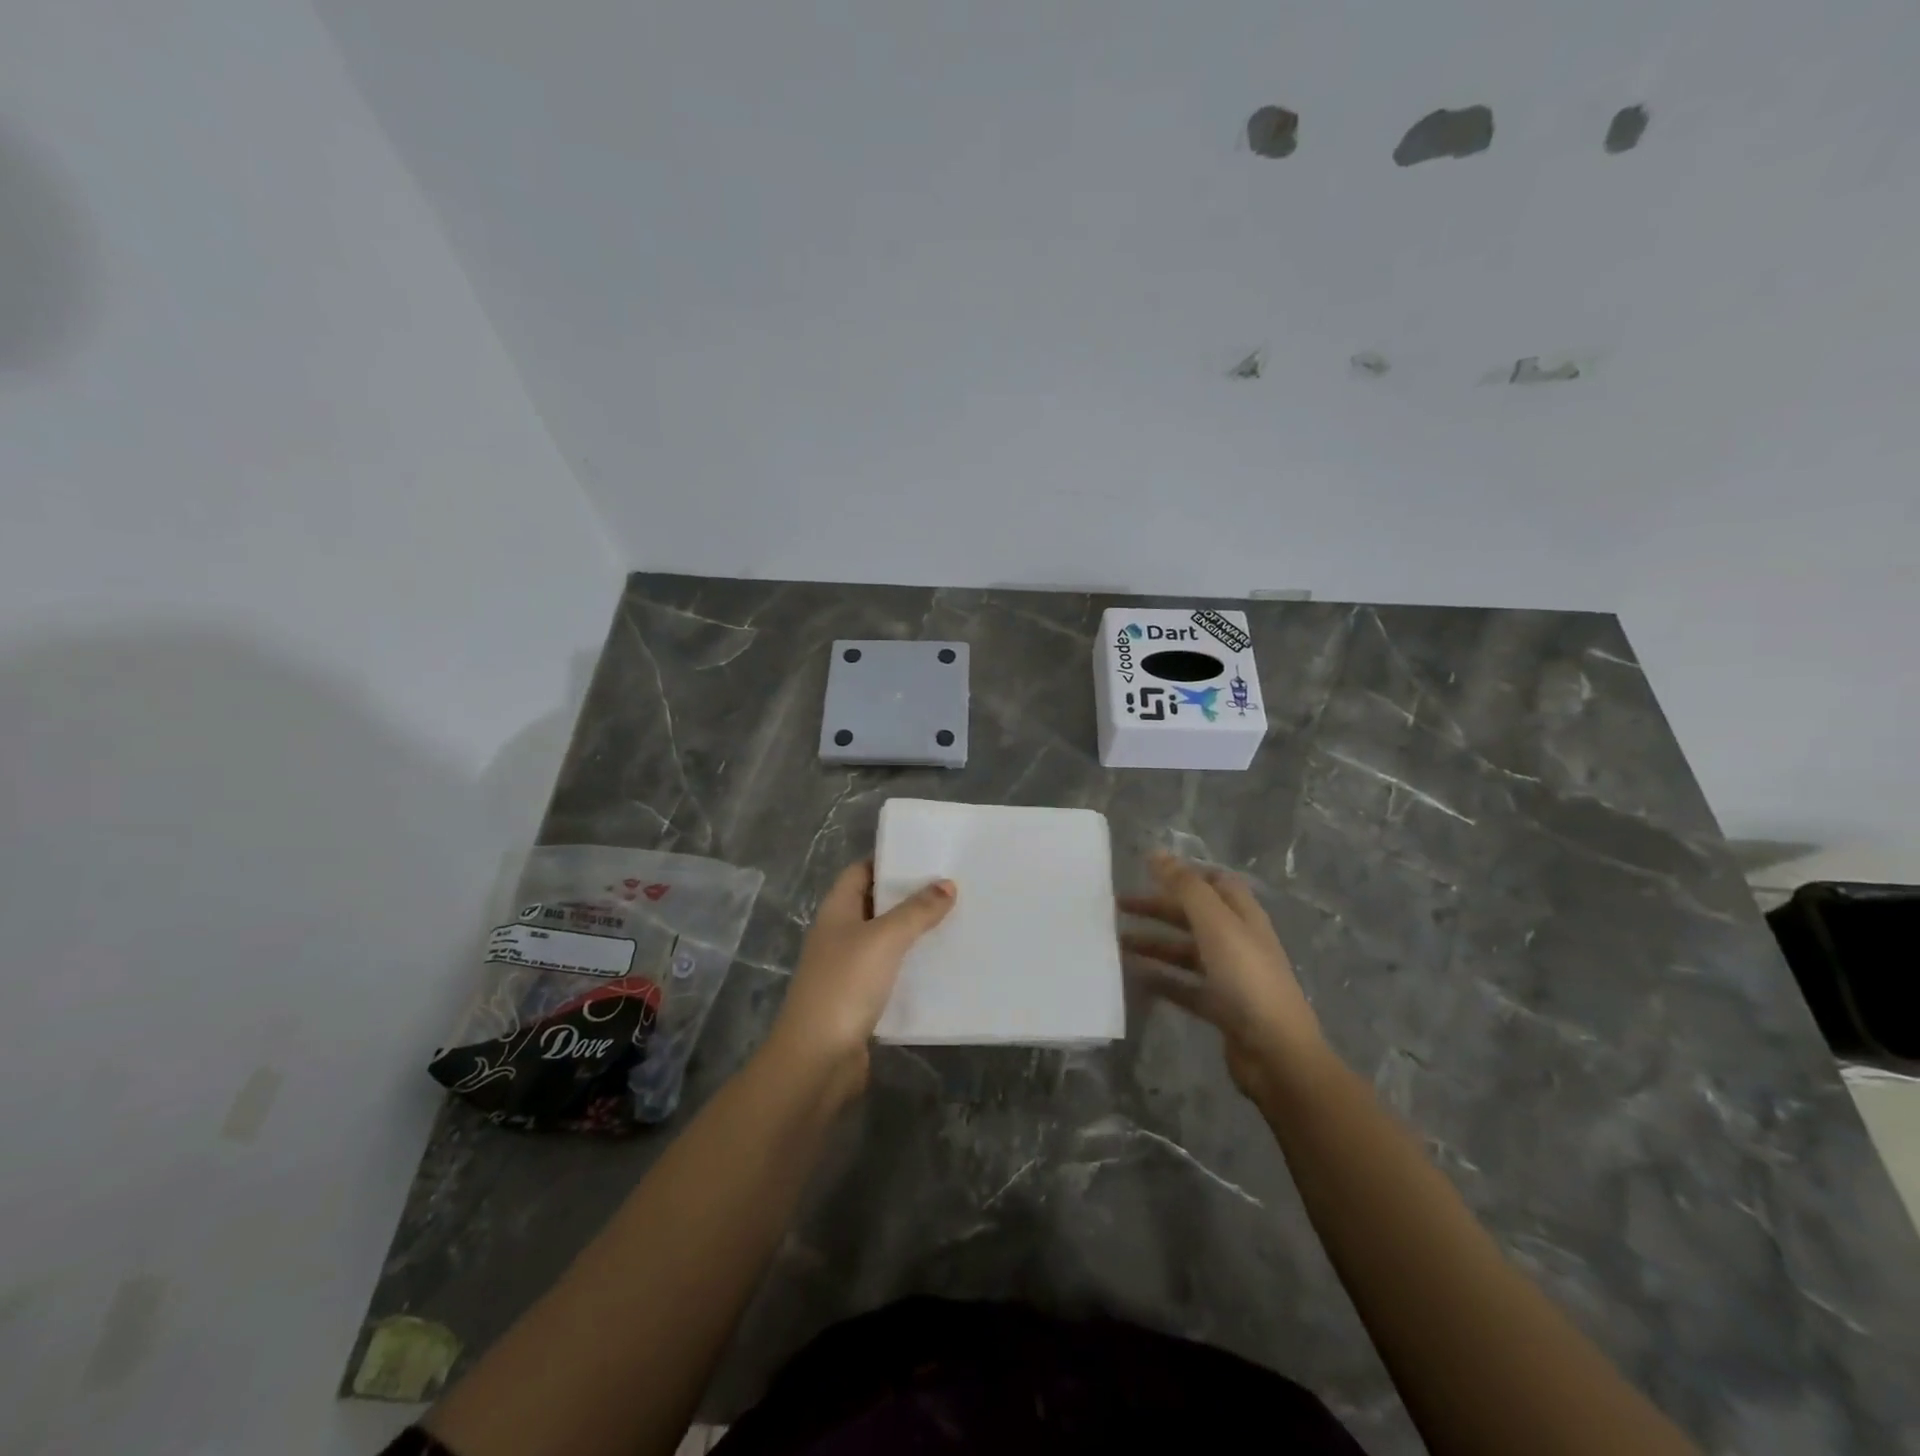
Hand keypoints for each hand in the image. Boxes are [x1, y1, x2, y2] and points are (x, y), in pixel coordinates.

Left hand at [765, 859, 954, 1097]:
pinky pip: (890, 972)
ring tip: (955, 921)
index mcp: (836, 910)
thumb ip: (916, 911)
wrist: (817, 1059)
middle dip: (909, 896)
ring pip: (885, 940)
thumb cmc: (845, 985)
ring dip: (913, 932)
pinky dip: (911, 966)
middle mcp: (839, 934)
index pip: (860, 871)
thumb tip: (946, 884)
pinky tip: (940, 966)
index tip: (927, 857)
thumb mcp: (884, 939)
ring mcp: (847, 968)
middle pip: (875, 904)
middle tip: (951, 887)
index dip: (889, 861)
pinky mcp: (860, 999)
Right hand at [1120, 854, 1327, 1102]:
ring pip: (1185, 951)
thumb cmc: (1246, 978)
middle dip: (1158, 908)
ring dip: (1154, 943)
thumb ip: (1185, 887)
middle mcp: (1238, 941)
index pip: (1215, 882)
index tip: (1147, 872)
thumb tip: (1156, 853)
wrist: (1275, 1052)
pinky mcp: (1221, 1007)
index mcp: (1242, 916)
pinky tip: (1135, 978)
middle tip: (1117, 906)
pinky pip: (1184, 986)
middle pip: (1194, 915)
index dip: (1185, 873)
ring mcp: (1230, 976)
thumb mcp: (1214, 924)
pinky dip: (1161, 979)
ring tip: (1117, 943)